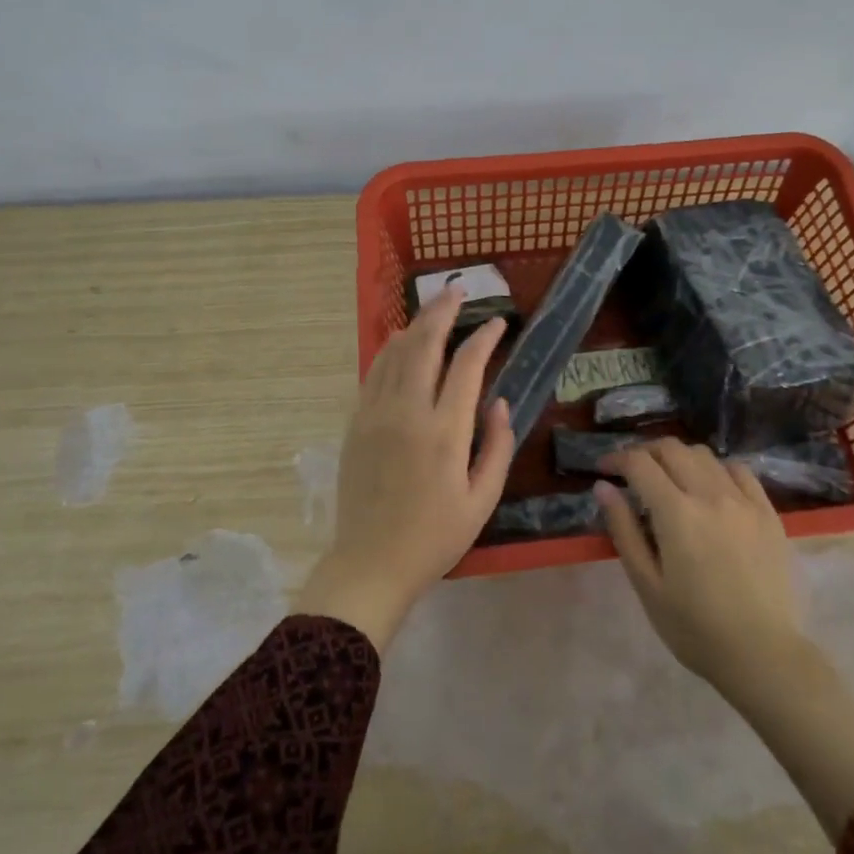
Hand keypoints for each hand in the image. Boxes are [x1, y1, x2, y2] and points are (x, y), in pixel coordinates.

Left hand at [293, 285, 514, 651]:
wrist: (371, 563)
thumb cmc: (435, 537)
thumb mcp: (483, 500)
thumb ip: (497, 446)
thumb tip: (497, 402)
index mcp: (445, 432)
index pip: (467, 366)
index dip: (484, 338)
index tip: (497, 324)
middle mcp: (408, 413)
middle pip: (424, 345)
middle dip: (443, 312)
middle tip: (458, 291)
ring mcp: (376, 415)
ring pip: (395, 353)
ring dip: (415, 325)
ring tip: (433, 308)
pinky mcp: (356, 424)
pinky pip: (374, 374)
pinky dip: (389, 350)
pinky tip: (400, 342)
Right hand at [595, 440, 809, 703]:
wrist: (762, 654)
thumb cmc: (694, 627)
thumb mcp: (646, 584)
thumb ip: (623, 529)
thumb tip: (603, 487)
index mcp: (677, 513)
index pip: (640, 463)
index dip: (616, 459)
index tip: (603, 469)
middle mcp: (711, 495)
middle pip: (672, 449)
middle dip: (645, 452)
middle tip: (631, 472)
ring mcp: (744, 501)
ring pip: (705, 455)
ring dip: (679, 458)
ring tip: (669, 479)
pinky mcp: (768, 513)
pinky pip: (739, 471)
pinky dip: (716, 469)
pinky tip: (710, 488)